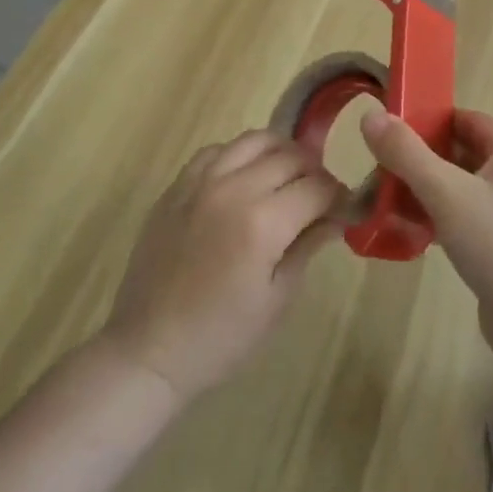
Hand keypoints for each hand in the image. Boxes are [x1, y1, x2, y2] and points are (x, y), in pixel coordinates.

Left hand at [102, 130, 346, 402]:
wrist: (148, 351)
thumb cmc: (220, 337)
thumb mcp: (277, 299)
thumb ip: (308, 246)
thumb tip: (337, 216)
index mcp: (263, 223)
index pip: (318, 187)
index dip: (338, 196)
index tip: (344, 208)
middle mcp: (234, 189)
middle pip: (291, 156)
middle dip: (314, 172)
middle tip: (318, 197)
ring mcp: (201, 182)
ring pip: (255, 140)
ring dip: (280, 154)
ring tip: (285, 177)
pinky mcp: (177, 186)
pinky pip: (217, 150)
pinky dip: (239, 156)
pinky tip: (243, 179)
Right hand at [360, 108, 492, 368]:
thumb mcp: (445, 193)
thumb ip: (407, 154)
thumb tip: (372, 116)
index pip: (469, 120)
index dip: (432, 121)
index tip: (395, 132)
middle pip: (464, 154)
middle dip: (424, 160)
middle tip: (385, 169)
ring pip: (465, 190)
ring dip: (430, 192)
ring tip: (391, 201)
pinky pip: (470, 220)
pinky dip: (443, 220)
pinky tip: (413, 234)